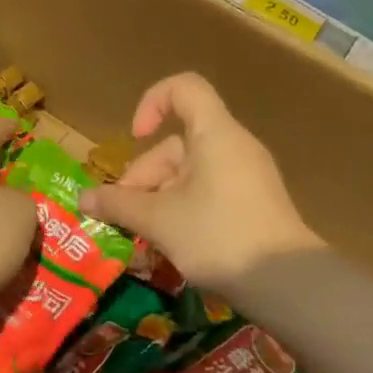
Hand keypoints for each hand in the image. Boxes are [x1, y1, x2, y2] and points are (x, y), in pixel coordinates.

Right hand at [79, 73, 321, 289]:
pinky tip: (171, 243)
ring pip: (190, 173)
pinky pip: (209, 192)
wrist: (289, 284)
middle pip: (178, 144)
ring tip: (144, 237)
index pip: (183, 88)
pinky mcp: (255, 204)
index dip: (152, 103)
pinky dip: (184, 209)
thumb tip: (83, 200)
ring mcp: (248, 176)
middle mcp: (234, 146)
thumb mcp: (160, 221)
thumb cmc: (219, 236)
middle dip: (144, 177)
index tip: (135, 138)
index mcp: (215, 134)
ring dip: (159, 198)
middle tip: (125, 216)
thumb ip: (118, 205)